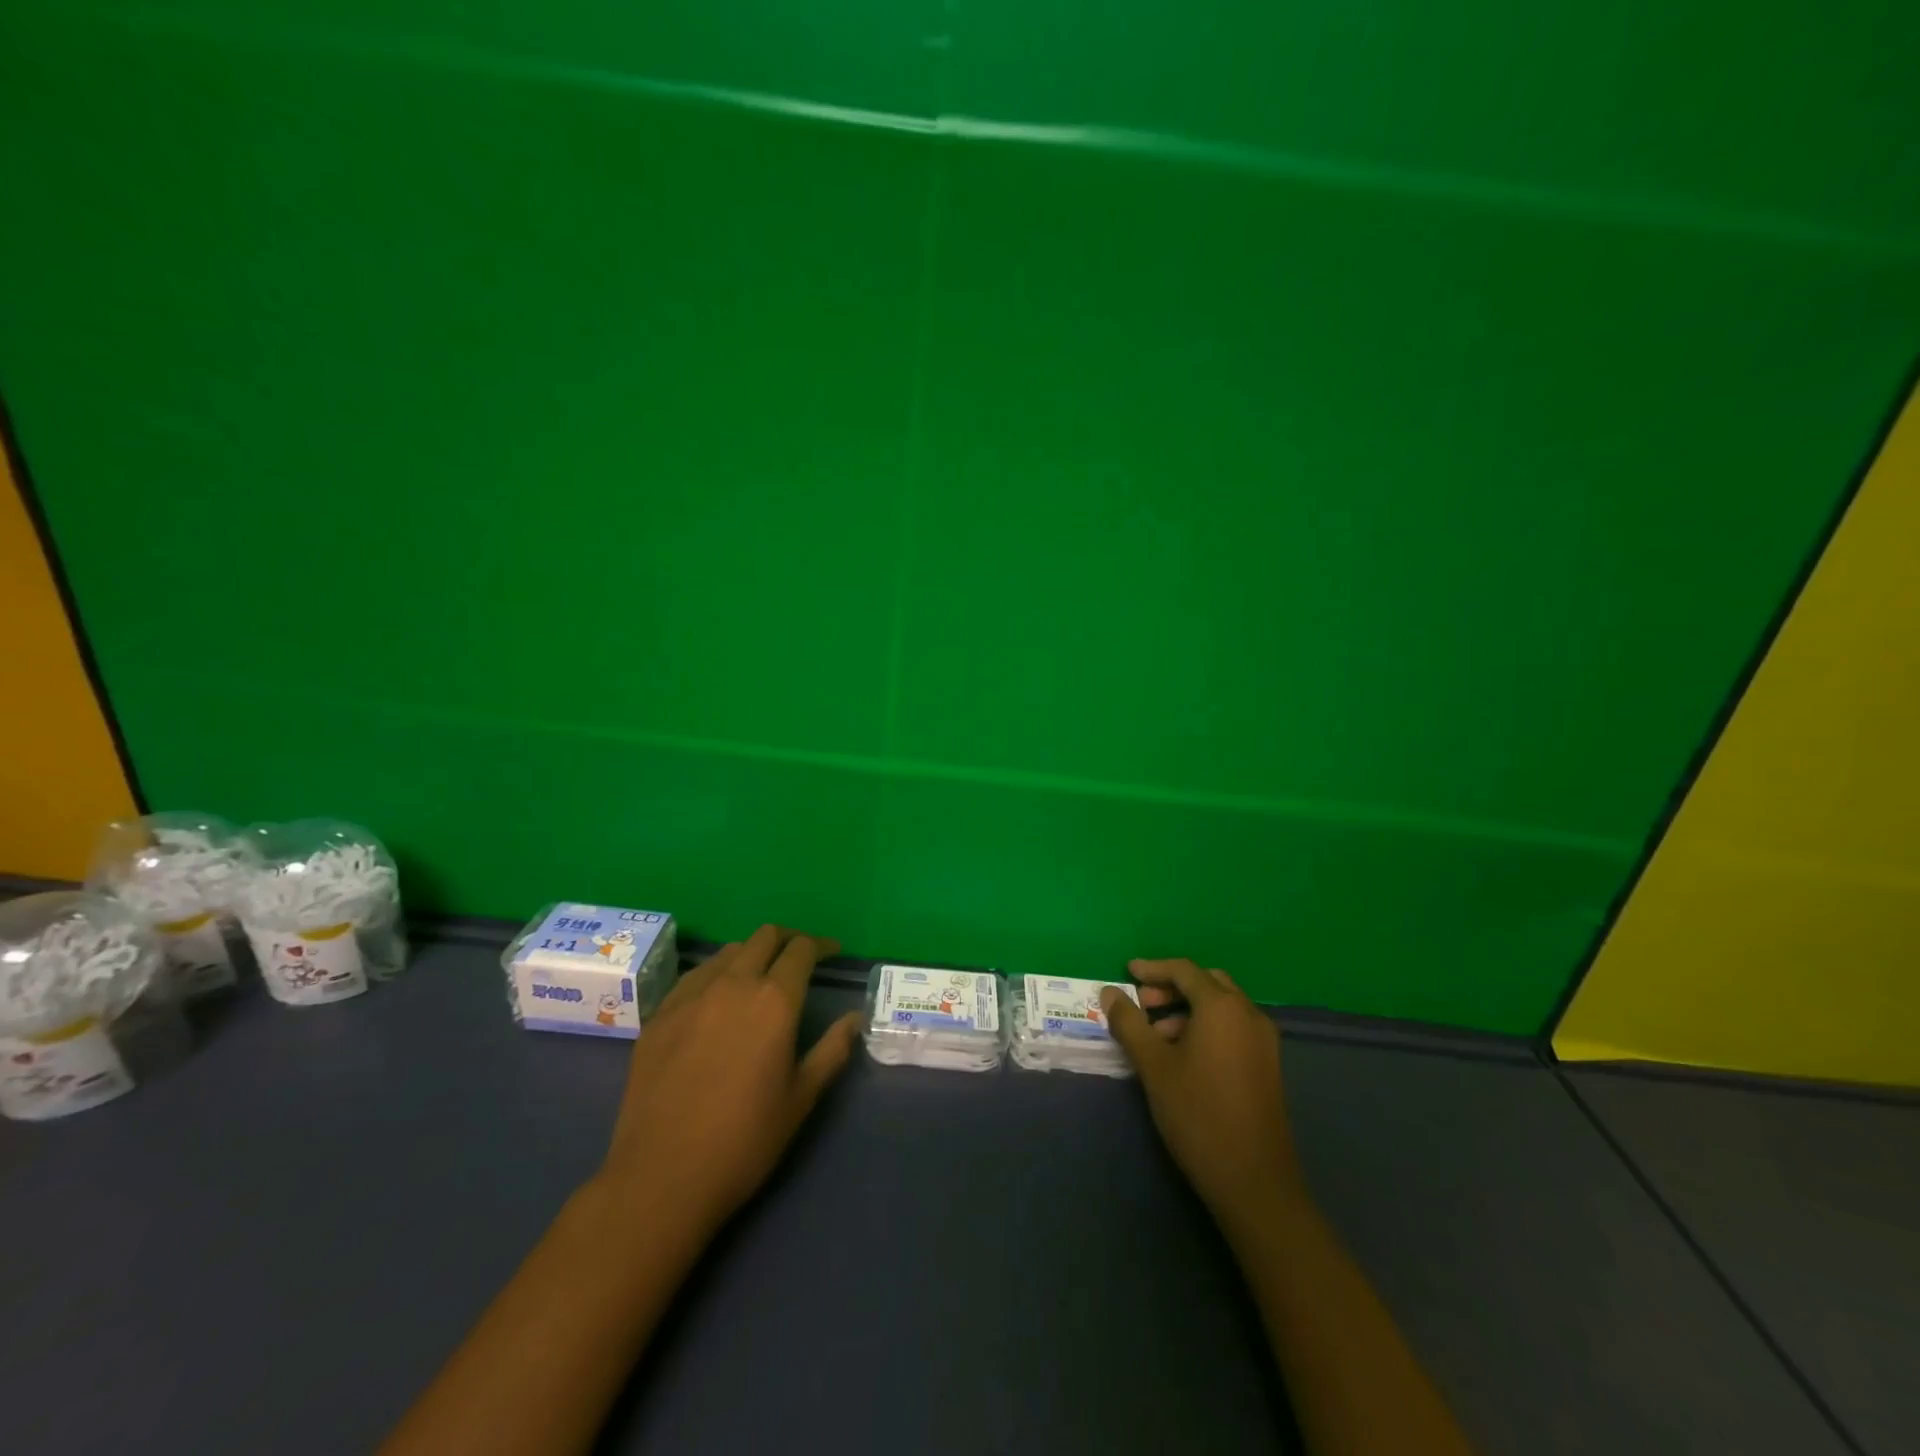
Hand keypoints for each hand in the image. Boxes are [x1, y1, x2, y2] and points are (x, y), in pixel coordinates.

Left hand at [591, 925, 863, 1236]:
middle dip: (787, 940)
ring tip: (757, 979)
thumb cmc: (744, 1140)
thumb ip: (832, 1050)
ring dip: (751, 955)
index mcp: (774, 1001)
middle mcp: (733, 984)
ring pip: (728, 952)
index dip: (821, 946)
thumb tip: (854, 1018)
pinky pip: (694, 976)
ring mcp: (690, 996)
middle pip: (764, 937)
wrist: (661, 1176)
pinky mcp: (659, 1014)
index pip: (802, 950)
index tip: (831, 953)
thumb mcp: (801, 1098)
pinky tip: (715, 1002)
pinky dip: (715, 975)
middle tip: (798, 958)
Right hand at [1101, 958, 1304, 1229]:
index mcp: (1222, 1007)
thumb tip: (1110, 992)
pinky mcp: (1268, 1064)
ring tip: (1157, 1035)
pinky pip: (1233, 1027)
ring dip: (1188, 1008)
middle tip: (1142, 1003)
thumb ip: (1129, 1022)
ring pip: (1222, 1006)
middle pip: (1207, 982)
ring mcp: (1264, 1040)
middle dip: (1172, 987)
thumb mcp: (1153, 1065)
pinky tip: (1184, 1055)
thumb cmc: (1197, 1114)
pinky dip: (1206, 1025)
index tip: (1126, 973)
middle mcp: (1249, 1014)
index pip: (1184, 970)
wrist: (1253, 1180)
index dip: (1152, 968)